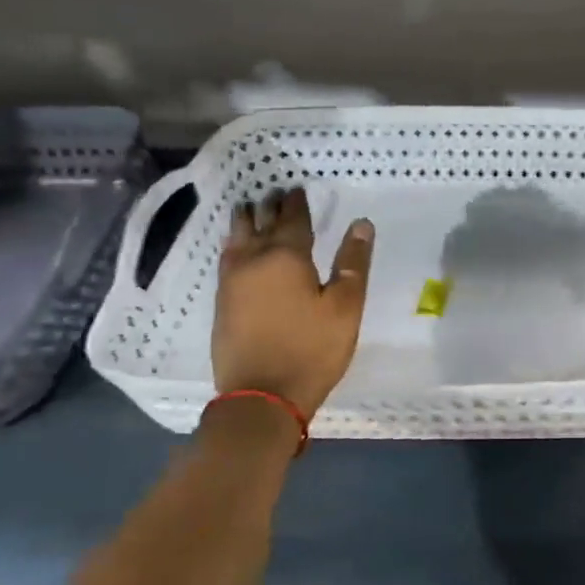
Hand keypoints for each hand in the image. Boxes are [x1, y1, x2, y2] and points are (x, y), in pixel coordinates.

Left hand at [212, 188, 374, 416]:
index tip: (297, 188)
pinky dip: (233, 243)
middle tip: (275, 192)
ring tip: (249, 208)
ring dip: (246, 221)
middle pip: (261, 224)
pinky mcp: (222, 303)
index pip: (293, 219)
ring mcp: (232, 282)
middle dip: (270, 206)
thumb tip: (361, 224)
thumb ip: (353, 263)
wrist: (261, 396)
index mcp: (286, 257)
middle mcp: (254, 261)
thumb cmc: (312, 350)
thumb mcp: (345, 307)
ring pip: (237, 239)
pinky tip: (234, 247)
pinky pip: (226, 258)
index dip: (297, 203)